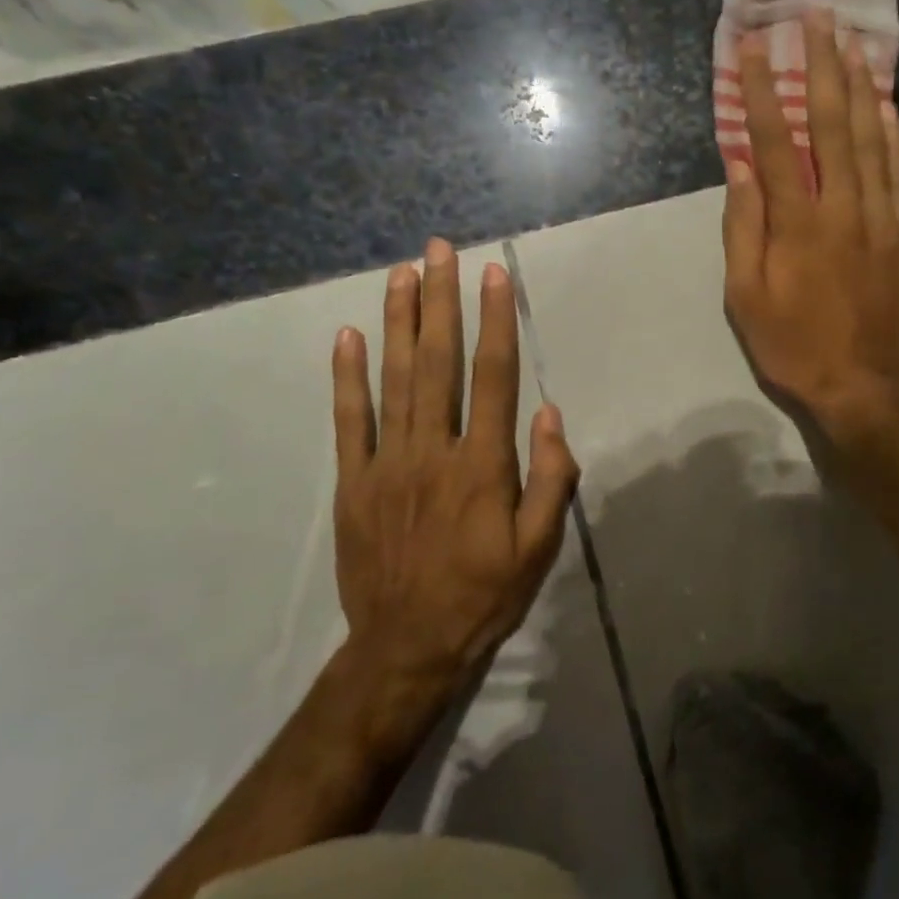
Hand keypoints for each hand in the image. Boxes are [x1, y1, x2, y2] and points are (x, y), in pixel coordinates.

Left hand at [329, 239, 578, 702]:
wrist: (407, 648)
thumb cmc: (485, 594)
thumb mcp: (540, 546)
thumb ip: (551, 478)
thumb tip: (550, 414)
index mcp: (483, 464)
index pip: (493, 375)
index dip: (496, 320)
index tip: (494, 274)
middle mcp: (434, 450)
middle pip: (438, 361)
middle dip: (441, 300)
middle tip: (439, 250)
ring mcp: (386, 464)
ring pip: (394, 379)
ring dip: (399, 321)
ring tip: (402, 273)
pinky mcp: (352, 484)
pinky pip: (348, 422)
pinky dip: (347, 378)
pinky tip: (348, 337)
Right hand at [722, 11, 898, 444]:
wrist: (864, 388)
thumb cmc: (792, 346)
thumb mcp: (746, 296)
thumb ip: (744, 226)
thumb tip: (741, 163)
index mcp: (798, 225)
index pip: (777, 142)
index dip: (765, 90)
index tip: (756, 46)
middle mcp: (844, 210)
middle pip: (834, 126)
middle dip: (823, 67)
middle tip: (817, 18)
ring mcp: (885, 221)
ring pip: (874, 141)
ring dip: (861, 88)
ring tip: (852, 42)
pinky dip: (894, 135)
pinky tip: (886, 104)